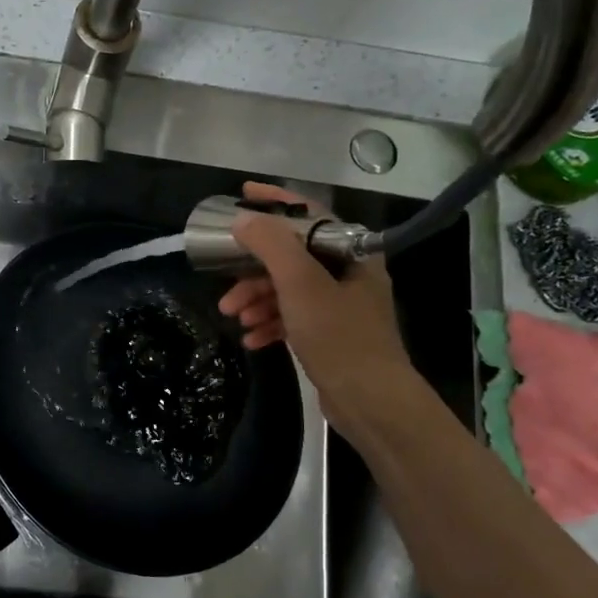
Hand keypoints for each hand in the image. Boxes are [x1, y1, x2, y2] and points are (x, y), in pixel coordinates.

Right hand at [216, 181, 424, 434]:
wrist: (371, 401)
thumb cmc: (339, 336)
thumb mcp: (301, 284)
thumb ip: (272, 246)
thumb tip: (244, 220)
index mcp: (351, 253)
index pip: (309, 215)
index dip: (275, 203)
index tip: (242, 196)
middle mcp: (348, 274)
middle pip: (292, 257)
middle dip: (254, 271)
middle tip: (226, 285)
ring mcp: (340, 306)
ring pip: (288, 290)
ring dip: (258, 300)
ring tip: (233, 317)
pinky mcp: (331, 335)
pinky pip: (293, 318)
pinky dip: (271, 324)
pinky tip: (252, 339)